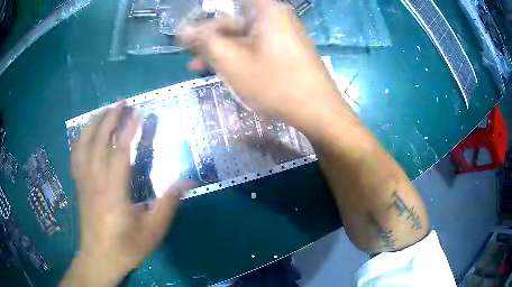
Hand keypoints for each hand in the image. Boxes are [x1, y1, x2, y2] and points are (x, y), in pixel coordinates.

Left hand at [61, 104, 190, 286]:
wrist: (99, 258)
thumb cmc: (127, 246)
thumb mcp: (153, 231)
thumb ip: (168, 205)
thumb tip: (187, 181)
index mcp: (114, 192)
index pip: (120, 152)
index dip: (129, 130)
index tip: (138, 113)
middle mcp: (95, 181)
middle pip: (98, 142)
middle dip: (110, 119)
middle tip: (121, 103)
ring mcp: (83, 181)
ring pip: (83, 145)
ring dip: (93, 124)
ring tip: (103, 110)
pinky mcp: (78, 185)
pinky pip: (75, 155)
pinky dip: (80, 139)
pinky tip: (85, 133)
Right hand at [178, 0, 354, 131]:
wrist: (318, 111)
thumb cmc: (274, 83)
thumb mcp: (231, 61)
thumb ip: (204, 42)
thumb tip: (183, 30)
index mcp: (266, 10)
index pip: (229, 3)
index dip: (207, 16)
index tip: (190, 32)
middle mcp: (276, 16)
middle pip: (235, 21)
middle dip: (210, 38)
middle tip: (189, 55)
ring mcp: (283, 33)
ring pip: (244, 37)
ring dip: (221, 50)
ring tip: (199, 68)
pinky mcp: (287, 49)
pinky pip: (257, 47)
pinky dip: (239, 56)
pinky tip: (225, 70)